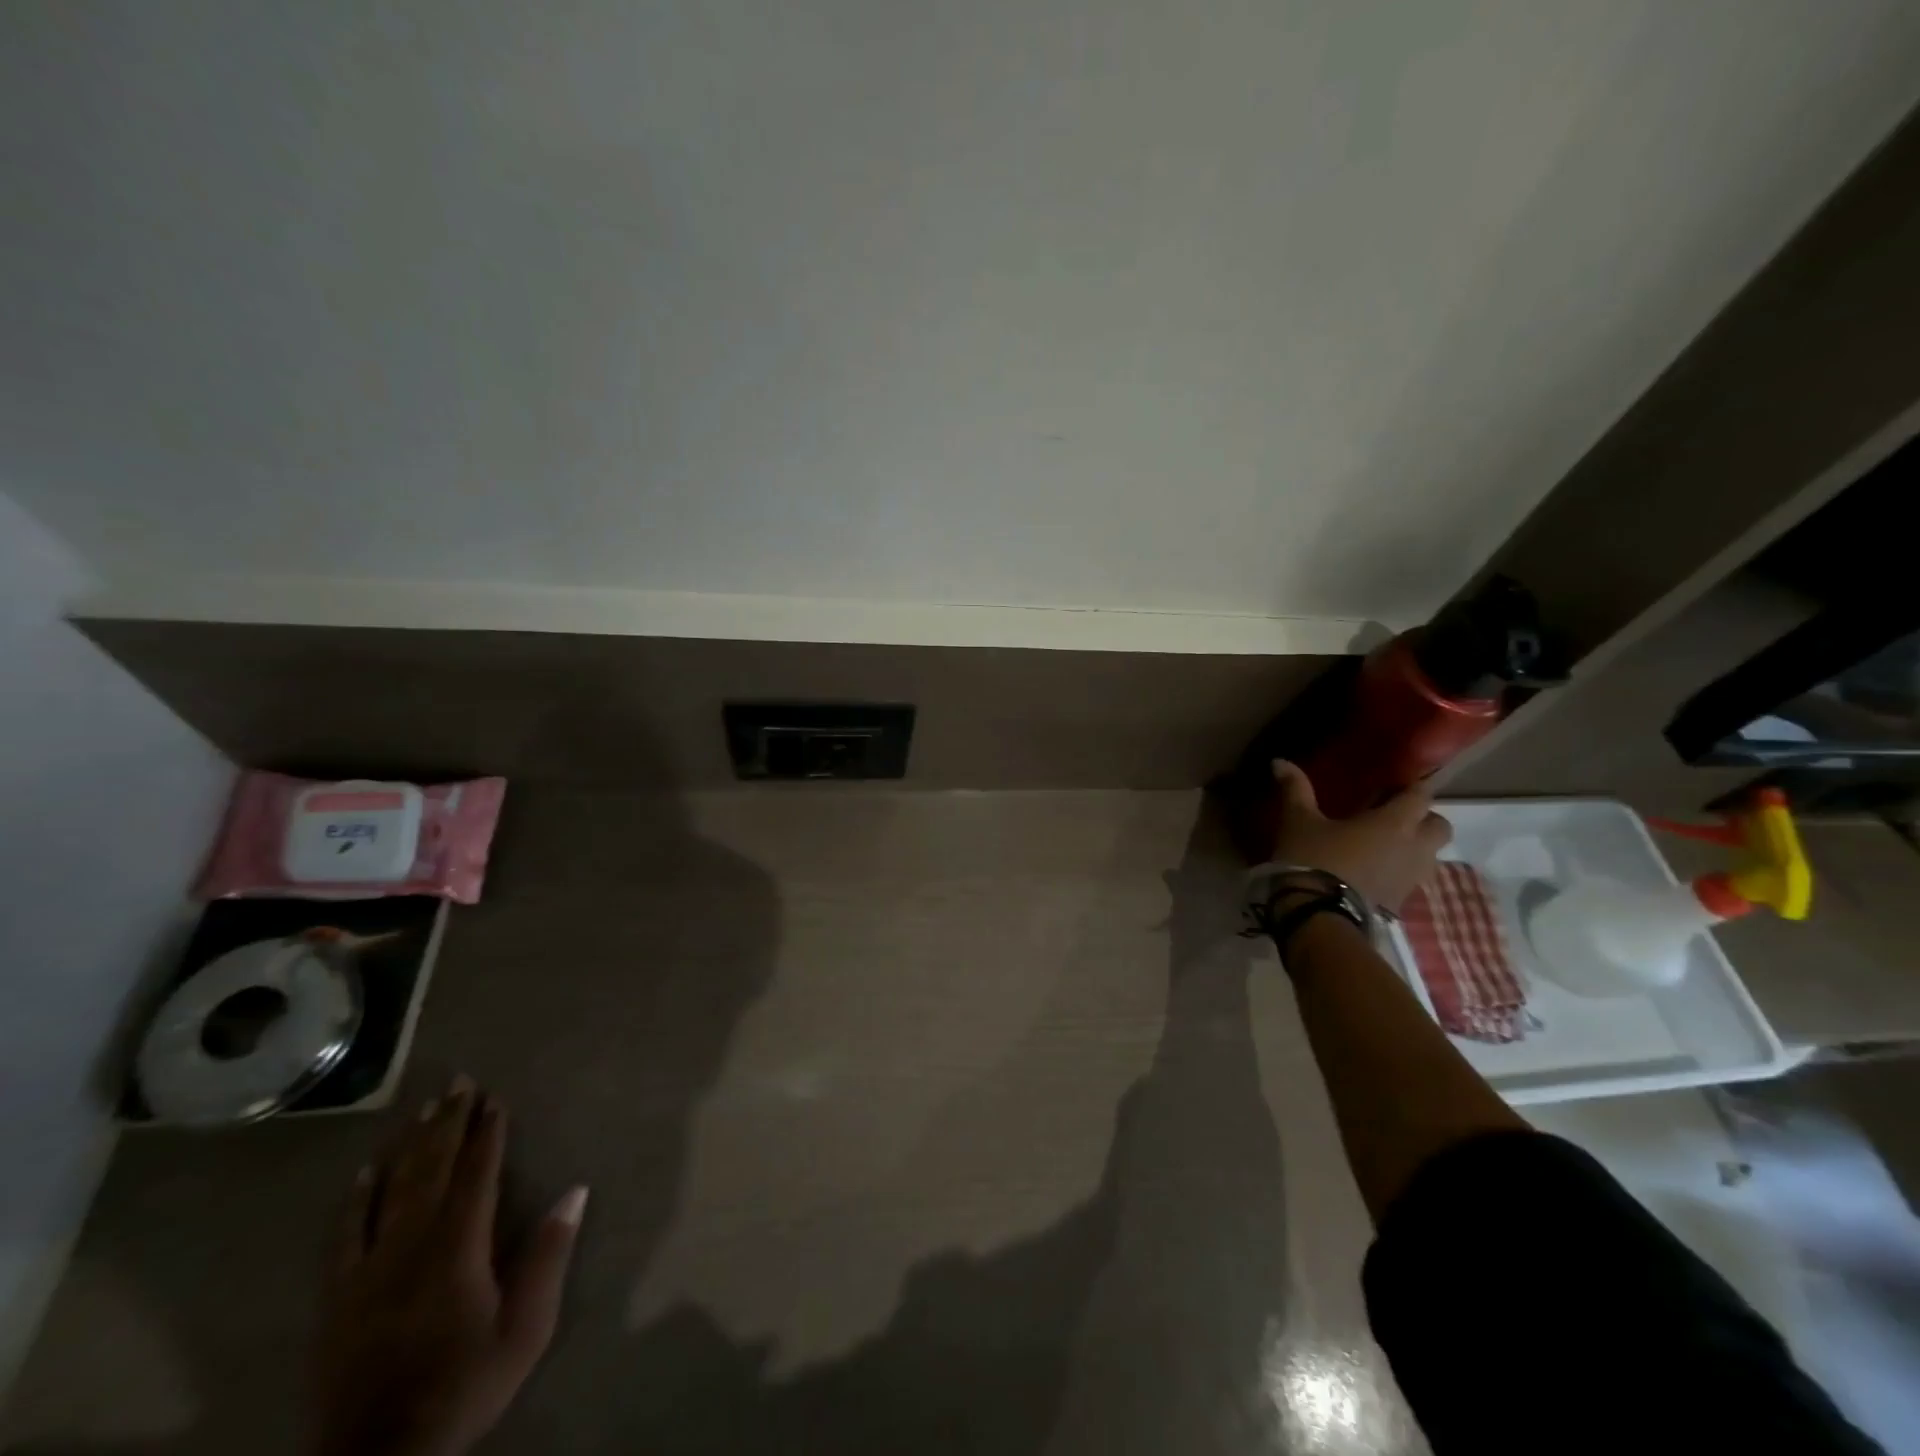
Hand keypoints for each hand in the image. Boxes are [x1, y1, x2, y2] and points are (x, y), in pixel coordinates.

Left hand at [314, 1076, 586, 1455]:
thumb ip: (548, 1256)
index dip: (488, 1134)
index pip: (477, 1175)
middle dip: (449, 1122)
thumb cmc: (463, 1385)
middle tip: (460, 1081)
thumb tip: (575, 1190)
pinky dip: (356, 1198)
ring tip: (424, 1107)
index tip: (496, 1099)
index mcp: (458, 1248)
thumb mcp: (525, 1328)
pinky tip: (364, 1171)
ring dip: (411, 1145)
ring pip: (392, 1190)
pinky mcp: (338, 1296)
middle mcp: (412, 1244)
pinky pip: (345, 1235)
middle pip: (433, 1170)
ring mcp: (369, 1268)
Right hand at [1261, 760, 1451, 912]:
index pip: (1421, 795)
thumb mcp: (1298, 821)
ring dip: (1414, 847)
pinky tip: (1372, 872)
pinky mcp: (1402, 903)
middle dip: (1423, 818)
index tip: (1392, 783)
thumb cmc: (1314, 858)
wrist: (1318, 916)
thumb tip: (1279, 761)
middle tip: (1392, 816)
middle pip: (1439, 826)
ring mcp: (1412, 879)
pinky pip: (1412, 879)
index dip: (1411, 786)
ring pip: (1430, 855)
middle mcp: (1415, 848)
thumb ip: (1295, 789)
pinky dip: (1399, 871)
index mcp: (1396, 822)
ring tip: (1382, 846)